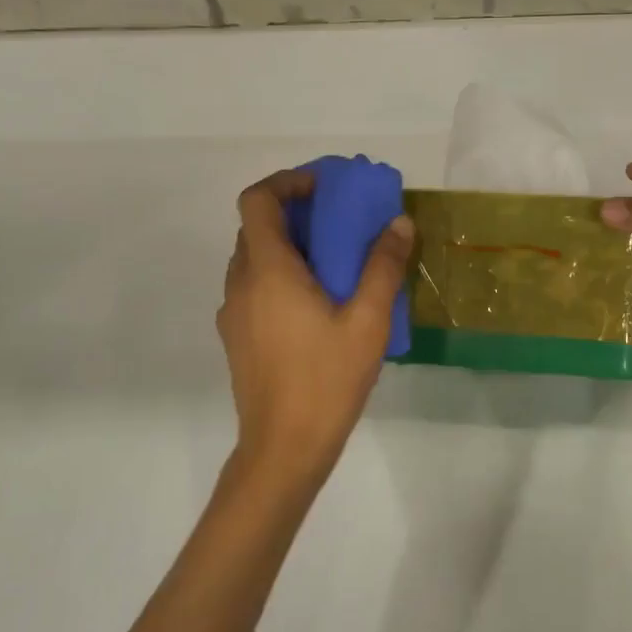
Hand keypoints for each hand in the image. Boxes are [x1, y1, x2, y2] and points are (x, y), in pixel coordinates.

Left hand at [217, 169, 413, 488]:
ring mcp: (233, 312)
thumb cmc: (326, 380)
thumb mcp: (368, 321)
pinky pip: (254, 288)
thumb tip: (399, 223)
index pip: (257, 200)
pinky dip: (280, 276)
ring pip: (254, 259)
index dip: (286, 182)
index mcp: (267, 270)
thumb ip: (383, 266)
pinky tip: (317, 307)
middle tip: (338, 224)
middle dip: (295, 214)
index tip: (322, 188)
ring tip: (333, 265)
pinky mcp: (236, 337)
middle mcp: (240, 283)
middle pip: (256, 228)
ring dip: (288, 247)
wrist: (283, 449)